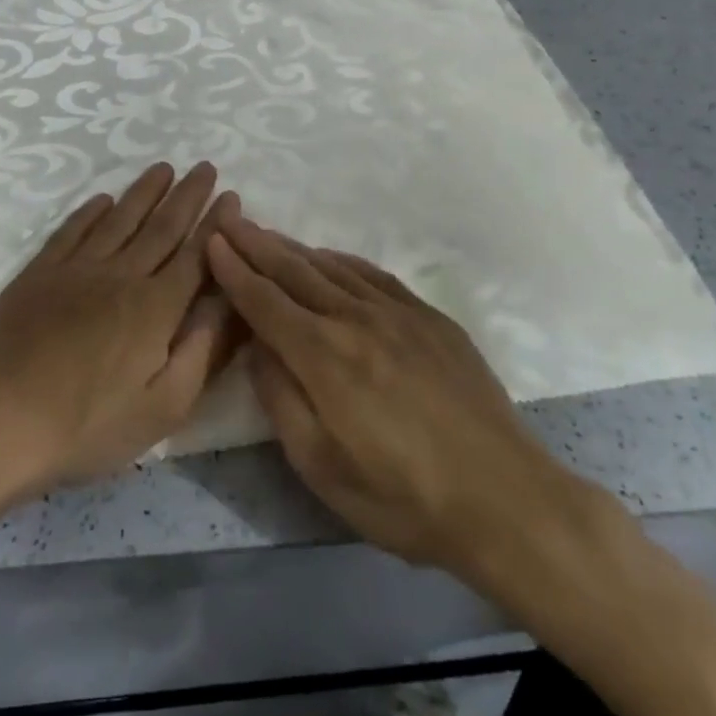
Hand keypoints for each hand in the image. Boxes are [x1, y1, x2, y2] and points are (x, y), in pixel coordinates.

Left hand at [0, 162, 238, 501]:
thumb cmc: (86, 426)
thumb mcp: (163, 409)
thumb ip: (202, 351)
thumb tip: (230, 303)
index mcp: (155, 308)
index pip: (195, 256)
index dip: (216, 225)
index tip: (232, 196)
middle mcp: (120, 276)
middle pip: (161, 227)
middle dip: (188, 196)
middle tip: (206, 167)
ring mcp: (75, 270)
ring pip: (119, 220)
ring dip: (144, 192)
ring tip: (163, 168)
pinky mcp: (38, 274)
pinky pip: (71, 231)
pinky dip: (90, 211)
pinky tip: (103, 199)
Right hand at [207, 214, 609, 607]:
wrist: (505, 498)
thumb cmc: (403, 498)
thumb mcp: (322, 468)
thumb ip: (281, 400)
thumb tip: (258, 348)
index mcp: (324, 357)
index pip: (265, 301)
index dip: (234, 270)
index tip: (211, 240)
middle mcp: (356, 320)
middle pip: (294, 272)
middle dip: (255, 244)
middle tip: (227, 217)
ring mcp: (398, 314)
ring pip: (332, 268)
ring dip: (292, 248)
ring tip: (265, 233)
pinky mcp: (429, 318)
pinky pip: (372, 275)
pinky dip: (340, 261)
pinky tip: (328, 258)